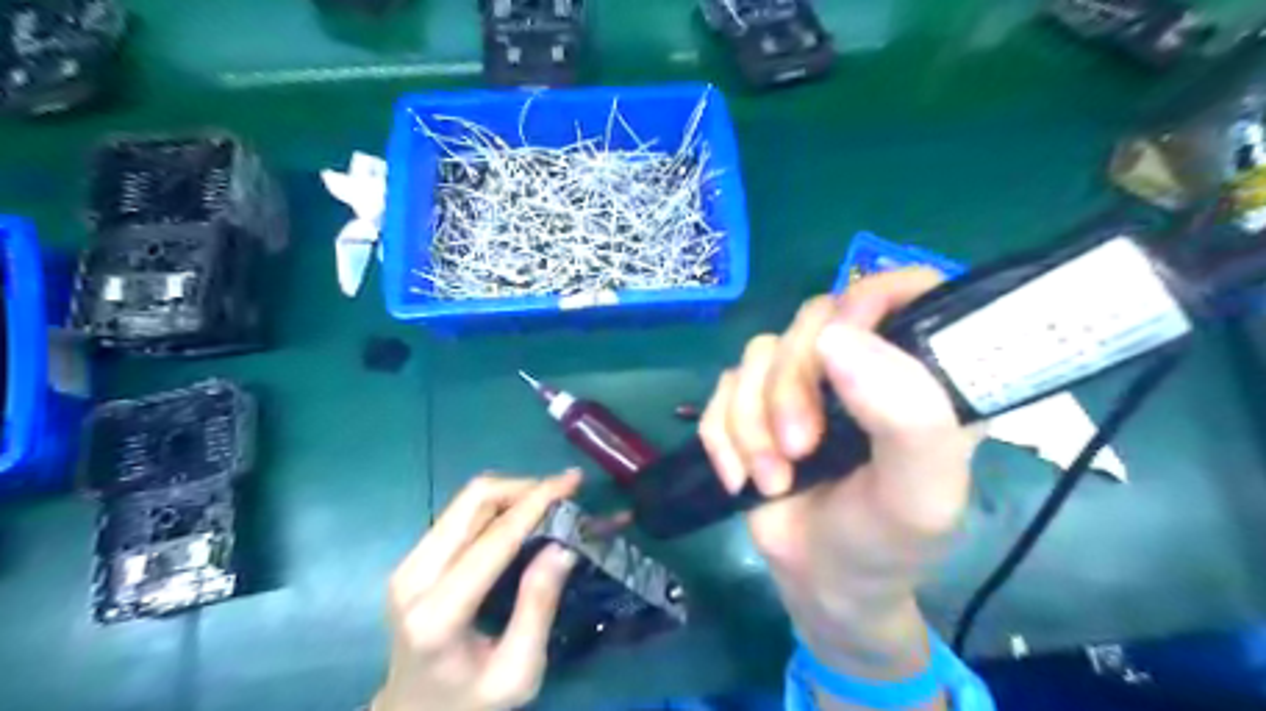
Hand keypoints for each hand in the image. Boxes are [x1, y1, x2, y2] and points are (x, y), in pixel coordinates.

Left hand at [375, 472, 581, 709]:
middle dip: (524, 487)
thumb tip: (563, 545)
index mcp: (439, 614)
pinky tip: (521, 517)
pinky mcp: (411, 558)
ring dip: (512, 492)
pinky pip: (459, 513)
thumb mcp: (518, 672)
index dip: (537, 502)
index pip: (494, 538)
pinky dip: (497, 505)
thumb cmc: (471, 702)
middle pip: (473, 501)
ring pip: (465, 500)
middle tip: (563, 494)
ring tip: (548, 504)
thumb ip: (539, 608)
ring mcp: (407, 564)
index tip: (573, 480)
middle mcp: (414, 578)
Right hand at [702, 268, 976, 676]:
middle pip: (813, 319)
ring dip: (753, 421)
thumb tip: (837, 337)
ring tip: (772, 479)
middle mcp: (859, 363)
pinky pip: (721, 388)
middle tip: (798, 448)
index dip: (870, 300)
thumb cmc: (886, 540)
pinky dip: (722, 435)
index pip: (905, 289)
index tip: (840, 349)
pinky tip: (739, 479)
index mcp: (919, 371)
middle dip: (791, 386)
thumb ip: (907, 416)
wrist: (823, 582)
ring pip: (758, 354)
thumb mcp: (920, 494)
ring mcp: (800, 380)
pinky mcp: (754, 402)